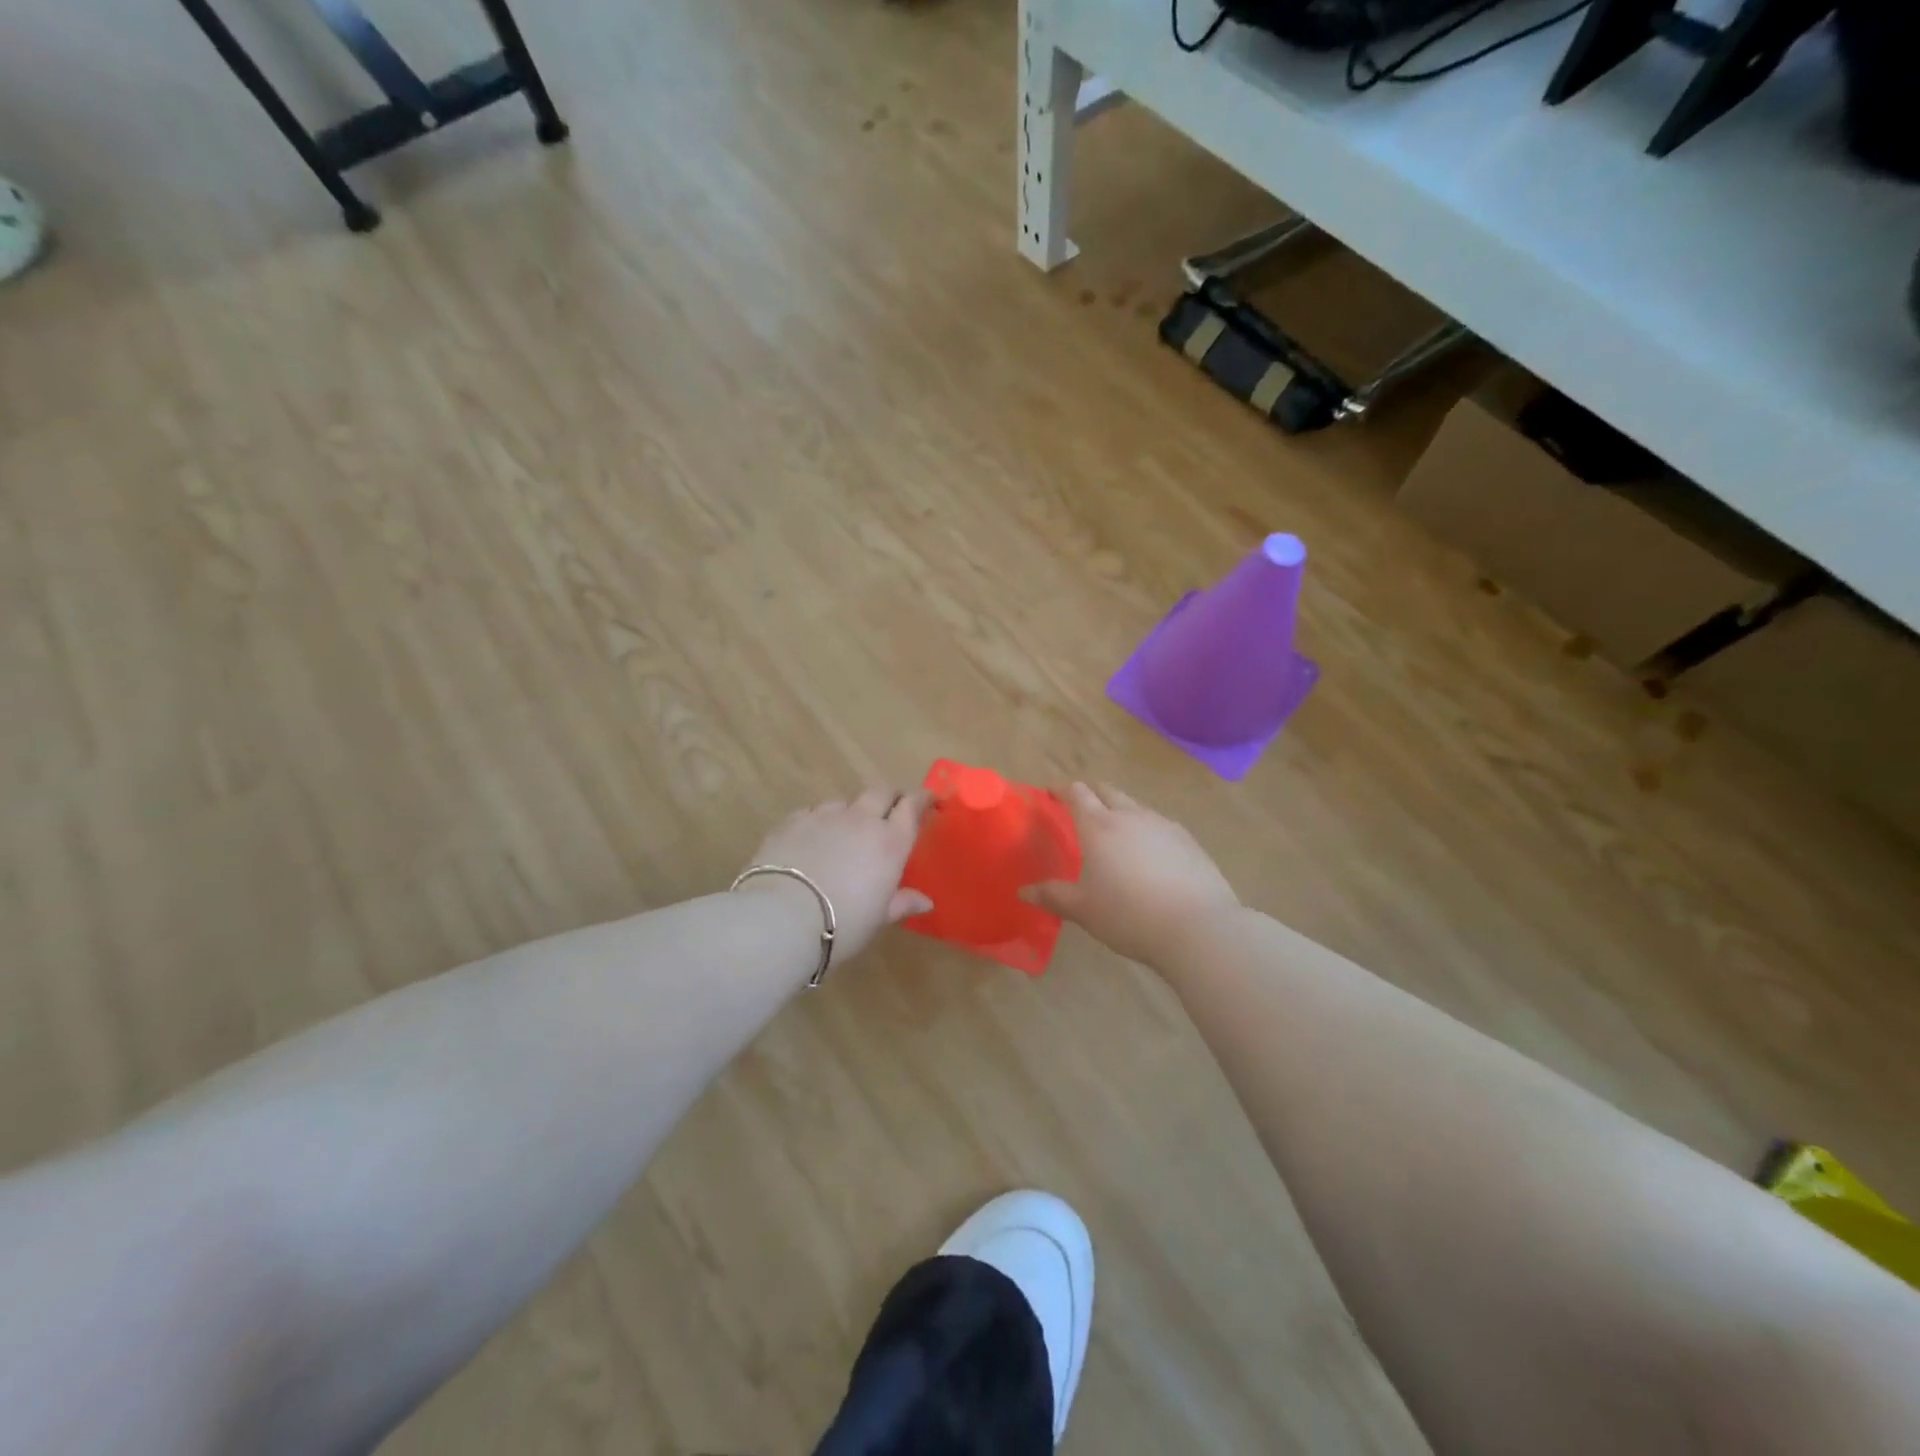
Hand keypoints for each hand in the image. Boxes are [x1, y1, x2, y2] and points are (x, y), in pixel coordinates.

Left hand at [741, 789, 933, 965]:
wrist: (782, 917)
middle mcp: (862, 820)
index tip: (927, 800)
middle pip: (881, 792)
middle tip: (891, 811)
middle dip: (889, 798)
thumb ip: (902, 903)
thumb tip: (926, 902)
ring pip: (845, 801)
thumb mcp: (878, 918)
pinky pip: (814, 811)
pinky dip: (820, 821)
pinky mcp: (793, 820)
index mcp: (891, 842)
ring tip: (846, 830)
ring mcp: (825, 815)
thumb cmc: (842, 923)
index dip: (921, 799)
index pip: (912, 806)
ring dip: (852, 811)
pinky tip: (813, 838)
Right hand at [1026, 783, 1239, 967]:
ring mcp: (1163, 825)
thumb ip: (1053, 896)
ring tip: (1116, 832)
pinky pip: (1160, 825)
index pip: (1077, 793)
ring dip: (1121, 810)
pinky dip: (1147, 830)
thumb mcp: (1083, 909)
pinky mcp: (1188, 841)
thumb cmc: (1128, 915)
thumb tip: (1024, 891)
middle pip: (1107, 791)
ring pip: (1136, 806)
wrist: (1197, 927)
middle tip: (1080, 807)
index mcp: (1099, 826)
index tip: (1051, 794)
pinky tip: (1150, 853)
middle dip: (1091, 793)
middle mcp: (1130, 816)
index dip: (1062, 790)